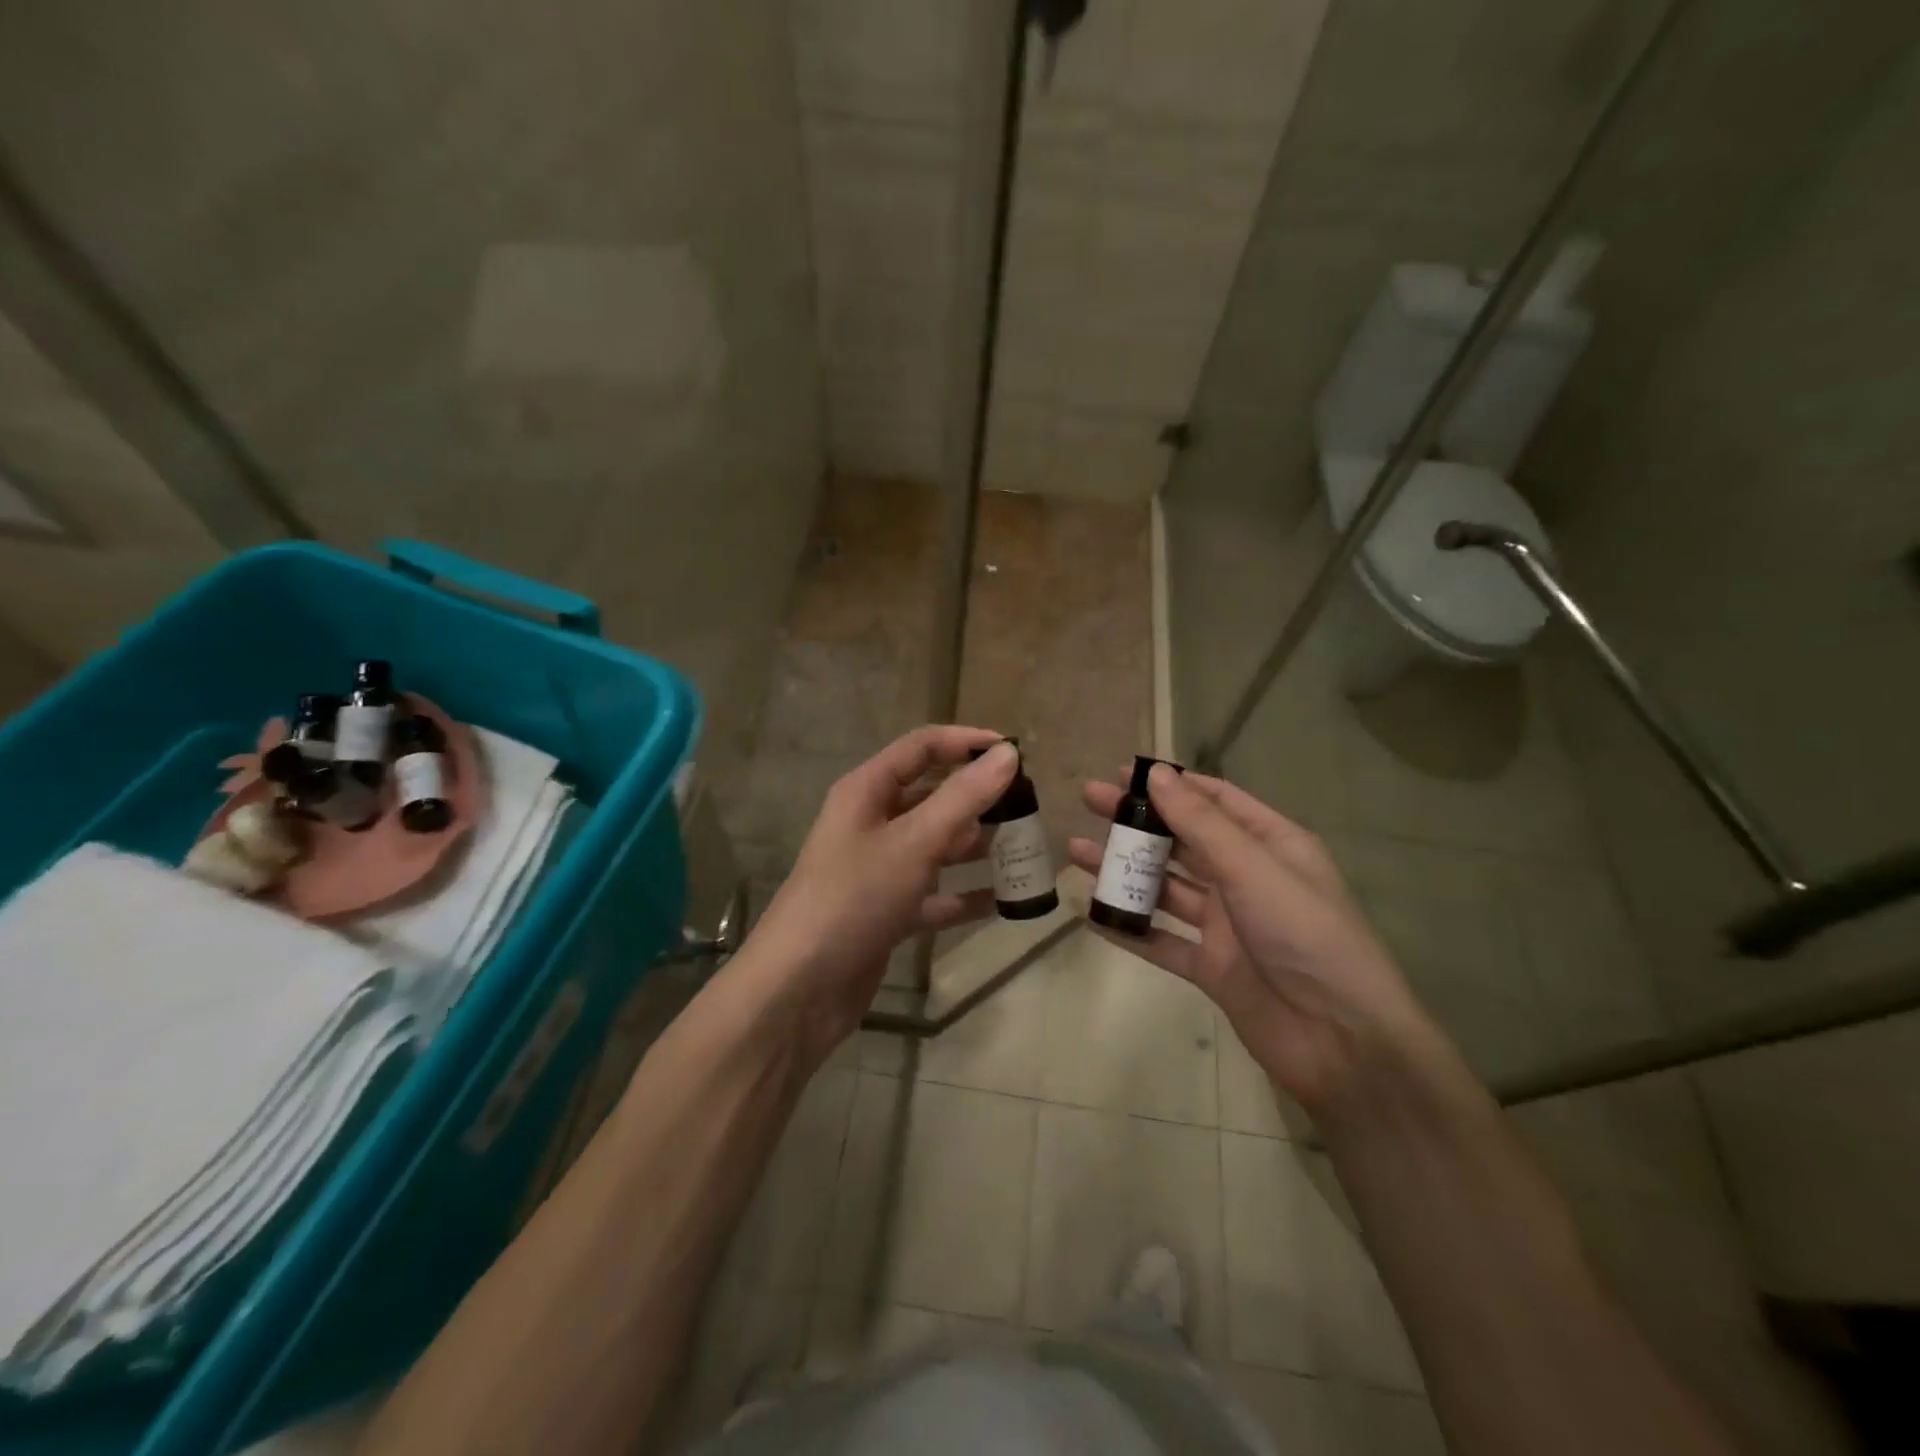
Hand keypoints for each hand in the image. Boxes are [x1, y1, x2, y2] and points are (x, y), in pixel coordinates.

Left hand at [741, 727, 1019, 1062]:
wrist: (799, 989)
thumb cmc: (854, 899)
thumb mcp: (913, 843)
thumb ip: (963, 798)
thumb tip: (1007, 754)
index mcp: (867, 792)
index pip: (922, 748)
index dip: (967, 743)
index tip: (1015, 753)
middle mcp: (872, 823)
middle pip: (933, 796)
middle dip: (978, 798)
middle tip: (1029, 807)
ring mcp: (879, 870)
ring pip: (937, 846)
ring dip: (976, 847)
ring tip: (1025, 850)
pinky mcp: (888, 912)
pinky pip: (935, 894)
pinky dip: (965, 896)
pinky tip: (1004, 902)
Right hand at [1069, 765, 1440, 1115]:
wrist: (1341, 1041)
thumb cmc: (1305, 935)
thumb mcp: (1253, 868)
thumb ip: (1201, 823)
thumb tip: (1157, 774)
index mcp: (1270, 845)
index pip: (1216, 801)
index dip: (1172, 784)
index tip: (1124, 773)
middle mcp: (1246, 878)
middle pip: (1183, 840)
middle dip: (1138, 820)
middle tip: (1089, 800)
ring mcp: (1227, 925)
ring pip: (1166, 888)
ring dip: (1125, 869)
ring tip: (1077, 851)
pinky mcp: (1211, 967)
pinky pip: (1161, 940)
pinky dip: (1129, 927)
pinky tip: (1092, 913)